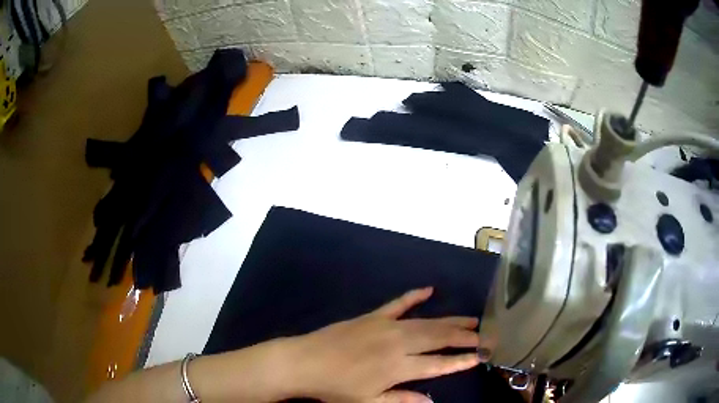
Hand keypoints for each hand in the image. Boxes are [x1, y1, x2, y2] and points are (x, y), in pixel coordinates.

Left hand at [287, 287, 485, 402]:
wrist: (304, 362)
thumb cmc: (336, 388)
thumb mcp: (369, 402)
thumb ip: (402, 400)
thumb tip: (433, 400)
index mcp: (398, 367)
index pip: (439, 364)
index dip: (461, 361)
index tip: (480, 357)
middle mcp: (398, 343)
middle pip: (439, 338)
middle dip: (463, 337)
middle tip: (483, 335)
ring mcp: (386, 326)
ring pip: (426, 322)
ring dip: (450, 321)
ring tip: (470, 320)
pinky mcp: (372, 316)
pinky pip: (398, 303)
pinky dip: (414, 296)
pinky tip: (429, 289)